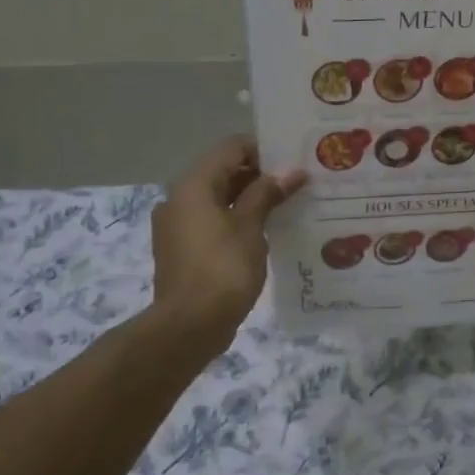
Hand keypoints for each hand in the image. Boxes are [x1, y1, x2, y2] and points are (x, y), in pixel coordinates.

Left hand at [151, 137, 305, 343]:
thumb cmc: (222, 269)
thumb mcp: (250, 227)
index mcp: (193, 185)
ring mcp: (177, 226)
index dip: (263, 150)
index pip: (231, 148)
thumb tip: (291, 172)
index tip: (293, 161)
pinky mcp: (182, 250)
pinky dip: (236, 221)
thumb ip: (267, 194)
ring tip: (287, 207)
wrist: (189, 326)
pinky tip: (265, 233)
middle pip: (223, 172)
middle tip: (297, 184)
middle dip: (259, 176)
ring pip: (218, 199)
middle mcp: (179, 199)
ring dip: (249, 200)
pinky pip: (212, 223)